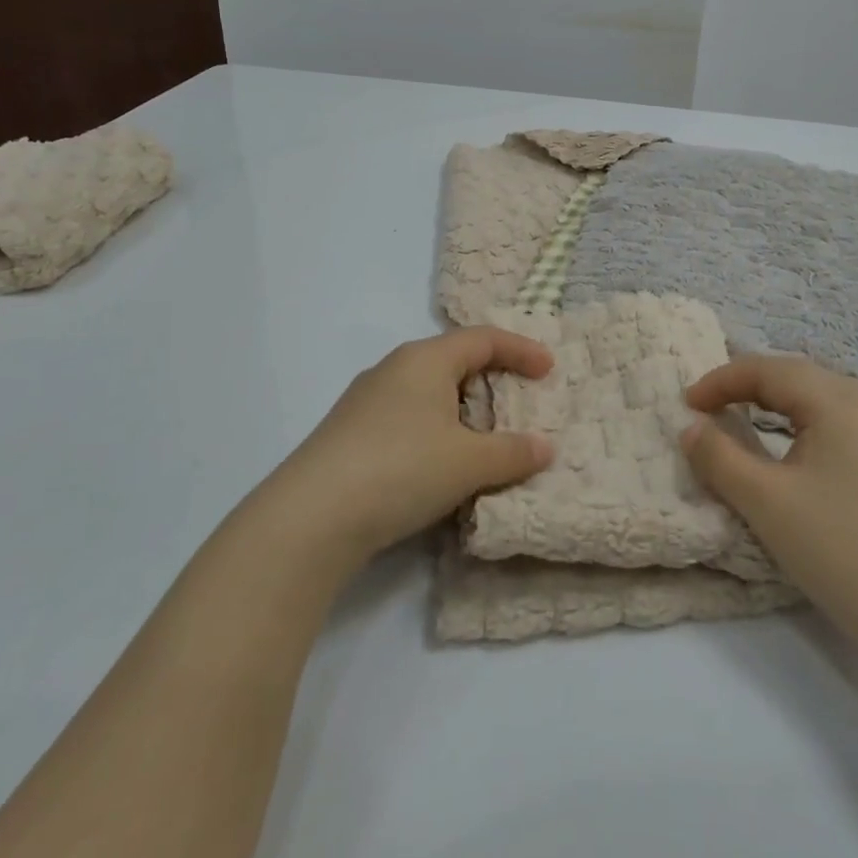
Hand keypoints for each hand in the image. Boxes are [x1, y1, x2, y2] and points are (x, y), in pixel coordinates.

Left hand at [257, 328, 555, 579]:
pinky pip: (407, 418)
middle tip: (519, 404)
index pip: (483, 339)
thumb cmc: (400, 469)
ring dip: (462, 411)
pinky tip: (440, 464)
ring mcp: (366, 401)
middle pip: (454, 361)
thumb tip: (544, 448)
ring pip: (428, 393)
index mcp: (425, 360)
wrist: (309, 518)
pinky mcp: (349, 434)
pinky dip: (436, 431)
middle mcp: (394, 369)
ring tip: (485, 440)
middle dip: (492, 380)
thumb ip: (512, 452)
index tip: (548, 370)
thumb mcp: (468, 462)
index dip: (520, 350)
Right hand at [681, 355, 857, 644]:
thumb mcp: (764, 501)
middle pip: (795, 375)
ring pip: (818, 398)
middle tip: (708, 404)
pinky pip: (835, 423)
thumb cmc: (837, 548)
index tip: (685, 404)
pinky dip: (799, 422)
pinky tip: (789, 448)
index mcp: (835, 402)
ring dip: (774, 400)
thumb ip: (719, 457)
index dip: (721, 381)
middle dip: (746, 383)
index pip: (767, 371)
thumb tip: (690, 428)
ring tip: (740, 416)